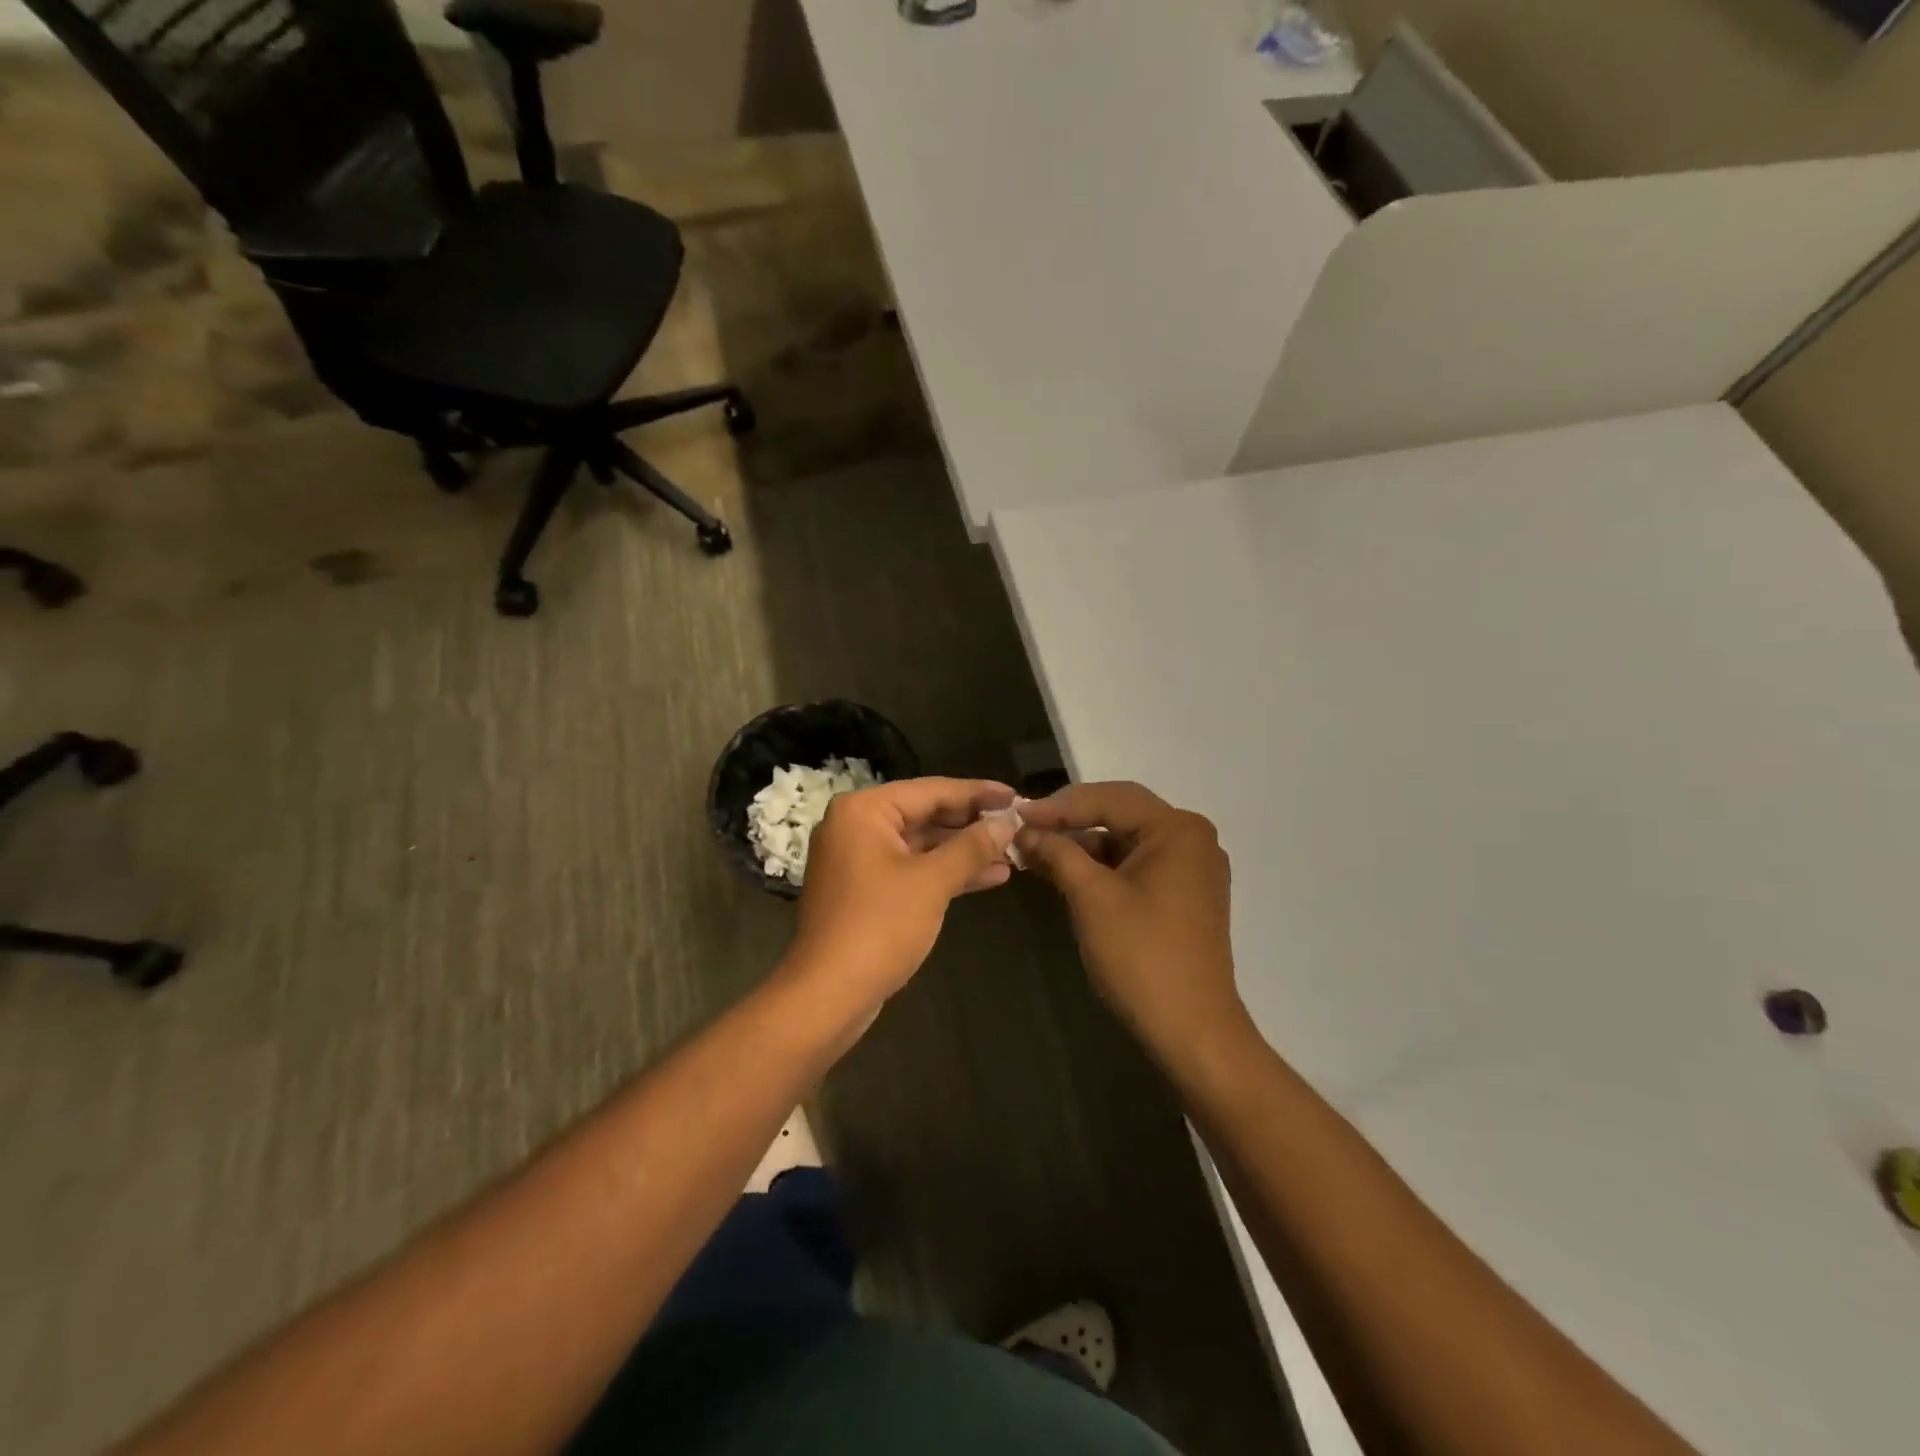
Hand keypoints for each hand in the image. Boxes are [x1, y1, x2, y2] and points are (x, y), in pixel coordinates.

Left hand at [782, 777, 1020, 1019]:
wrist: (829, 994)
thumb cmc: (880, 926)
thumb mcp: (933, 881)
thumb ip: (972, 846)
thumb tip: (1007, 823)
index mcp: (864, 810)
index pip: (931, 790)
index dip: (978, 793)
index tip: (1016, 797)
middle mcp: (856, 825)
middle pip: (925, 813)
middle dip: (972, 823)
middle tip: (1017, 824)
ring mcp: (859, 859)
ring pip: (921, 844)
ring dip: (964, 850)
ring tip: (1012, 852)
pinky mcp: (865, 889)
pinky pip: (912, 868)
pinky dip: (945, 872)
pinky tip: (990, 876)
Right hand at [1017, 782, 1249, 1059]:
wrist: (1192, 1031)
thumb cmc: (1141, 956)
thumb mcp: (1091, 897)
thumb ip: (1057, 853)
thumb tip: (1024, 829)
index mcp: (1178, 829)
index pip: (1109, 799)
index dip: (1058, 806)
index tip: (1015, 815)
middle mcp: (1191, 838)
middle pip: (1120, 814)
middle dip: (1069, 821)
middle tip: (1024, 828)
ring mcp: (1191, 868)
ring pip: (1125, 840)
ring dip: (1082, 845)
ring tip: (1035, 851)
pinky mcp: (1184, 894)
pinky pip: (1136, 865)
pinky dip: (1101, 867)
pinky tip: (1065, 872)